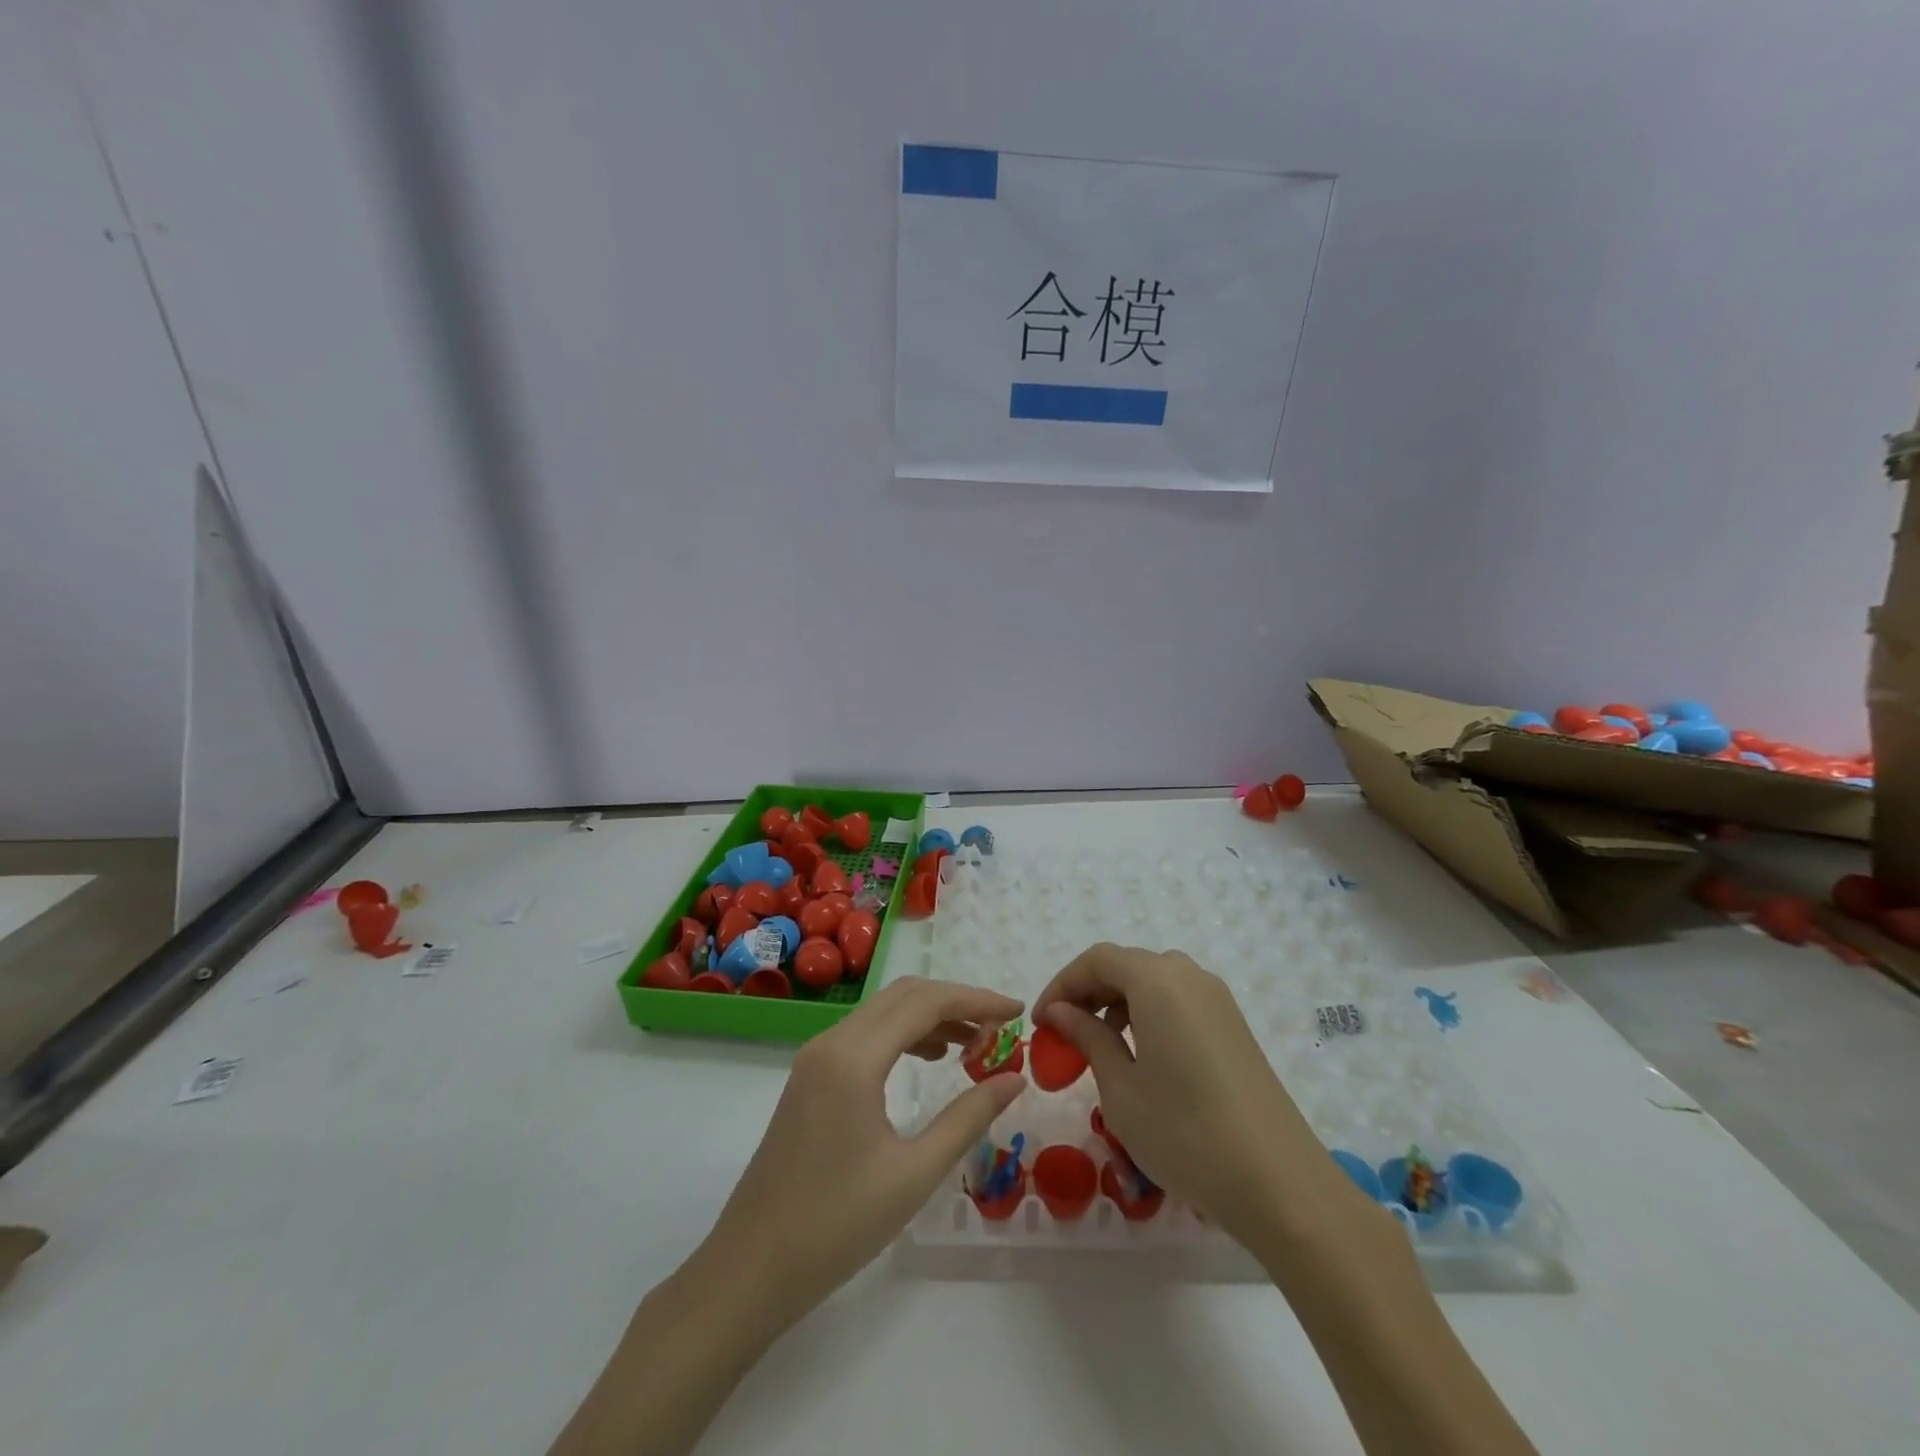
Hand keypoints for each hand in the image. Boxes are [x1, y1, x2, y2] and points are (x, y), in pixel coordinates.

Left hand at [702, 977, 1024, 1330]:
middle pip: (904, 995)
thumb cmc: (835, 1226)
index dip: (976, 1000)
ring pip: (883, 1012)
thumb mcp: (913, 1175)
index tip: (1017, 1010)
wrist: (749, 1270)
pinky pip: (865, 1035)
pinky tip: (929, 1059)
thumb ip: (967, 1118)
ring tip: (974, 1044)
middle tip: (1000, 1026)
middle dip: (956, 1001)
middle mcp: (832, 1042)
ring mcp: (816, 1057)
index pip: (926, 1003)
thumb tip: (1013, 1078)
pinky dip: (904, 1035)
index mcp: (854, 1058)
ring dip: (930, 1016)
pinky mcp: (810, 1077)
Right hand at [1034, 944, 1372, 1253]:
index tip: (1041, 1023)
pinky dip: (1149, 1015)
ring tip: (1099, 1047)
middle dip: (1089, 993)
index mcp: (1157, 980)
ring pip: (1154, 982)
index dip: (1062, 985)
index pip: (1096, 960)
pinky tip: (1142, 1058)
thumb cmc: (1185, 1132)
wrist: (1279, 1182)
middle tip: (1064, 1034)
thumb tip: (1060, 1011)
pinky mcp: (1234, 1026)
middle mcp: (1189, 976)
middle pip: (1126, 965)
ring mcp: (1217, 1000)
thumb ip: (1087, 1037)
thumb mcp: (1120, 1087)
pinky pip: (1179, 1001)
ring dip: (1118, 1003)